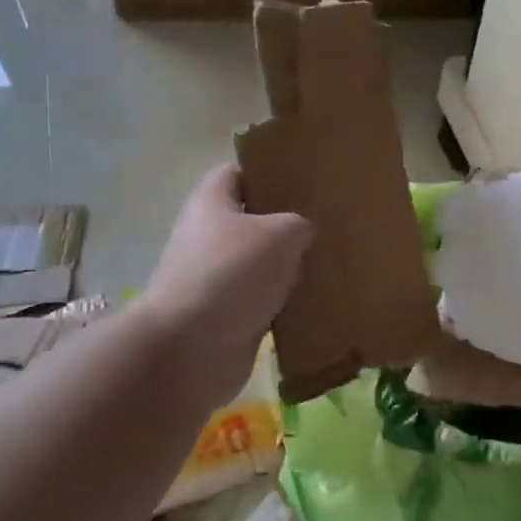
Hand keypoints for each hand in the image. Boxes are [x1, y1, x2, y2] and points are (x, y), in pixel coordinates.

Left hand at [141, 164, 312, 407]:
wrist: (190, 348)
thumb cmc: (231, 274)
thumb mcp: (280, 234)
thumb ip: (299, 224)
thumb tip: (301, 234)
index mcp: (211, 202)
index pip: (238, 172)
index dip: (268, 173)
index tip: (304, 181)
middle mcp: (207, 236)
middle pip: (251, 221)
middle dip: (286, 224)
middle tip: (327, 225)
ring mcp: (214, 278)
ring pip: (259, 264)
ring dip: (287, 268)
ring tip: (330, 263)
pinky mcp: (224, 316)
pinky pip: (260, 301)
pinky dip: (283, 303)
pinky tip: (315, 303)